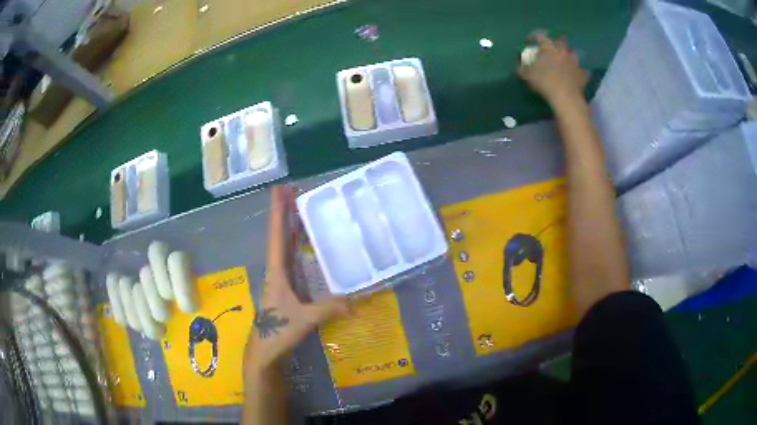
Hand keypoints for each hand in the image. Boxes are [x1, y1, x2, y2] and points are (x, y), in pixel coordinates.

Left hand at [243, 185, 348, 375]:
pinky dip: (298, 245)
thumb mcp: (303, 320)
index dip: (278, 212)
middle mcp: (277, 269)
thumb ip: (328, 309)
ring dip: (291, 226)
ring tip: (300, 207)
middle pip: (280, 235)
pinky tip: (308, 243)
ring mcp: (282, 278)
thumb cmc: (278, 332)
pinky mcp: (288, 288)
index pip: (277, 236)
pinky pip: (293, 259)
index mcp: (276, 271)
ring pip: (285, 246)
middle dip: (285, 212)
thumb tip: (355, 302)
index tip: (280, 189)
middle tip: (293, 189)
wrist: (265, 350)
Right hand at [518, 31, 588, 105]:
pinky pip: (582, 69)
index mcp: (548, 47)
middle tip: (552, 47)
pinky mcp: (582, 74)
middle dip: (556, 41)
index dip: (533, 36)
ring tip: (566, 59)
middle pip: (560, 40)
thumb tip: (518, 64)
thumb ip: (521, 67)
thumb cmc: (544, 82)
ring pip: (573, 52)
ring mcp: (574, 61)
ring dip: (569, 54)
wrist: (565, 97)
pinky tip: (577, 74)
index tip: (528, 41)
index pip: (539, 36)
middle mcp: (562, 50)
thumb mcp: (527, 75)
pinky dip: (579, 71)